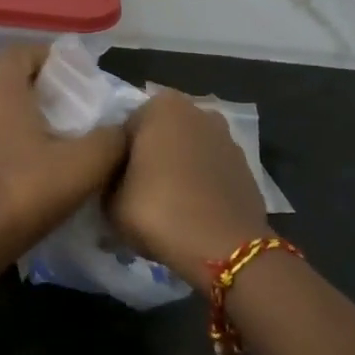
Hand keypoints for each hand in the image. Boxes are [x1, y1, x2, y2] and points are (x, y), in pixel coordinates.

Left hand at [0, 44, 129, 266]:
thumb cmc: (22, 193)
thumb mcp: (83, 165)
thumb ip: (111, 139)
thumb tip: (124, 128)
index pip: (23, 51)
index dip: (55, 58)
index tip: (83, 79)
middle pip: (14, 78)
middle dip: (49, 89)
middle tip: (83, 110)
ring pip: (3, 109)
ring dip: (34, 117)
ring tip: (68, 139)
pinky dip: (18, 140)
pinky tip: (42, 166)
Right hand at [107, 90, 271, 285]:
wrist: (223, 248)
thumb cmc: (158, 211)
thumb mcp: (110, 200)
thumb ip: (108, 179)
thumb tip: (116, 180)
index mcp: (161, 106)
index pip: (126, 127)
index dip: (117, 157)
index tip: (114, 183)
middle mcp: (198, 111)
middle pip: (161, 134)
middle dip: (150, 157)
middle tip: (137, 193)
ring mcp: (227, 138)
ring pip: (189, 151)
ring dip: (178, 169)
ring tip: (167, 205)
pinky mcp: (246, 167)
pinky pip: (211, 171)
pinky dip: (201, 184)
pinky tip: (192, 211)